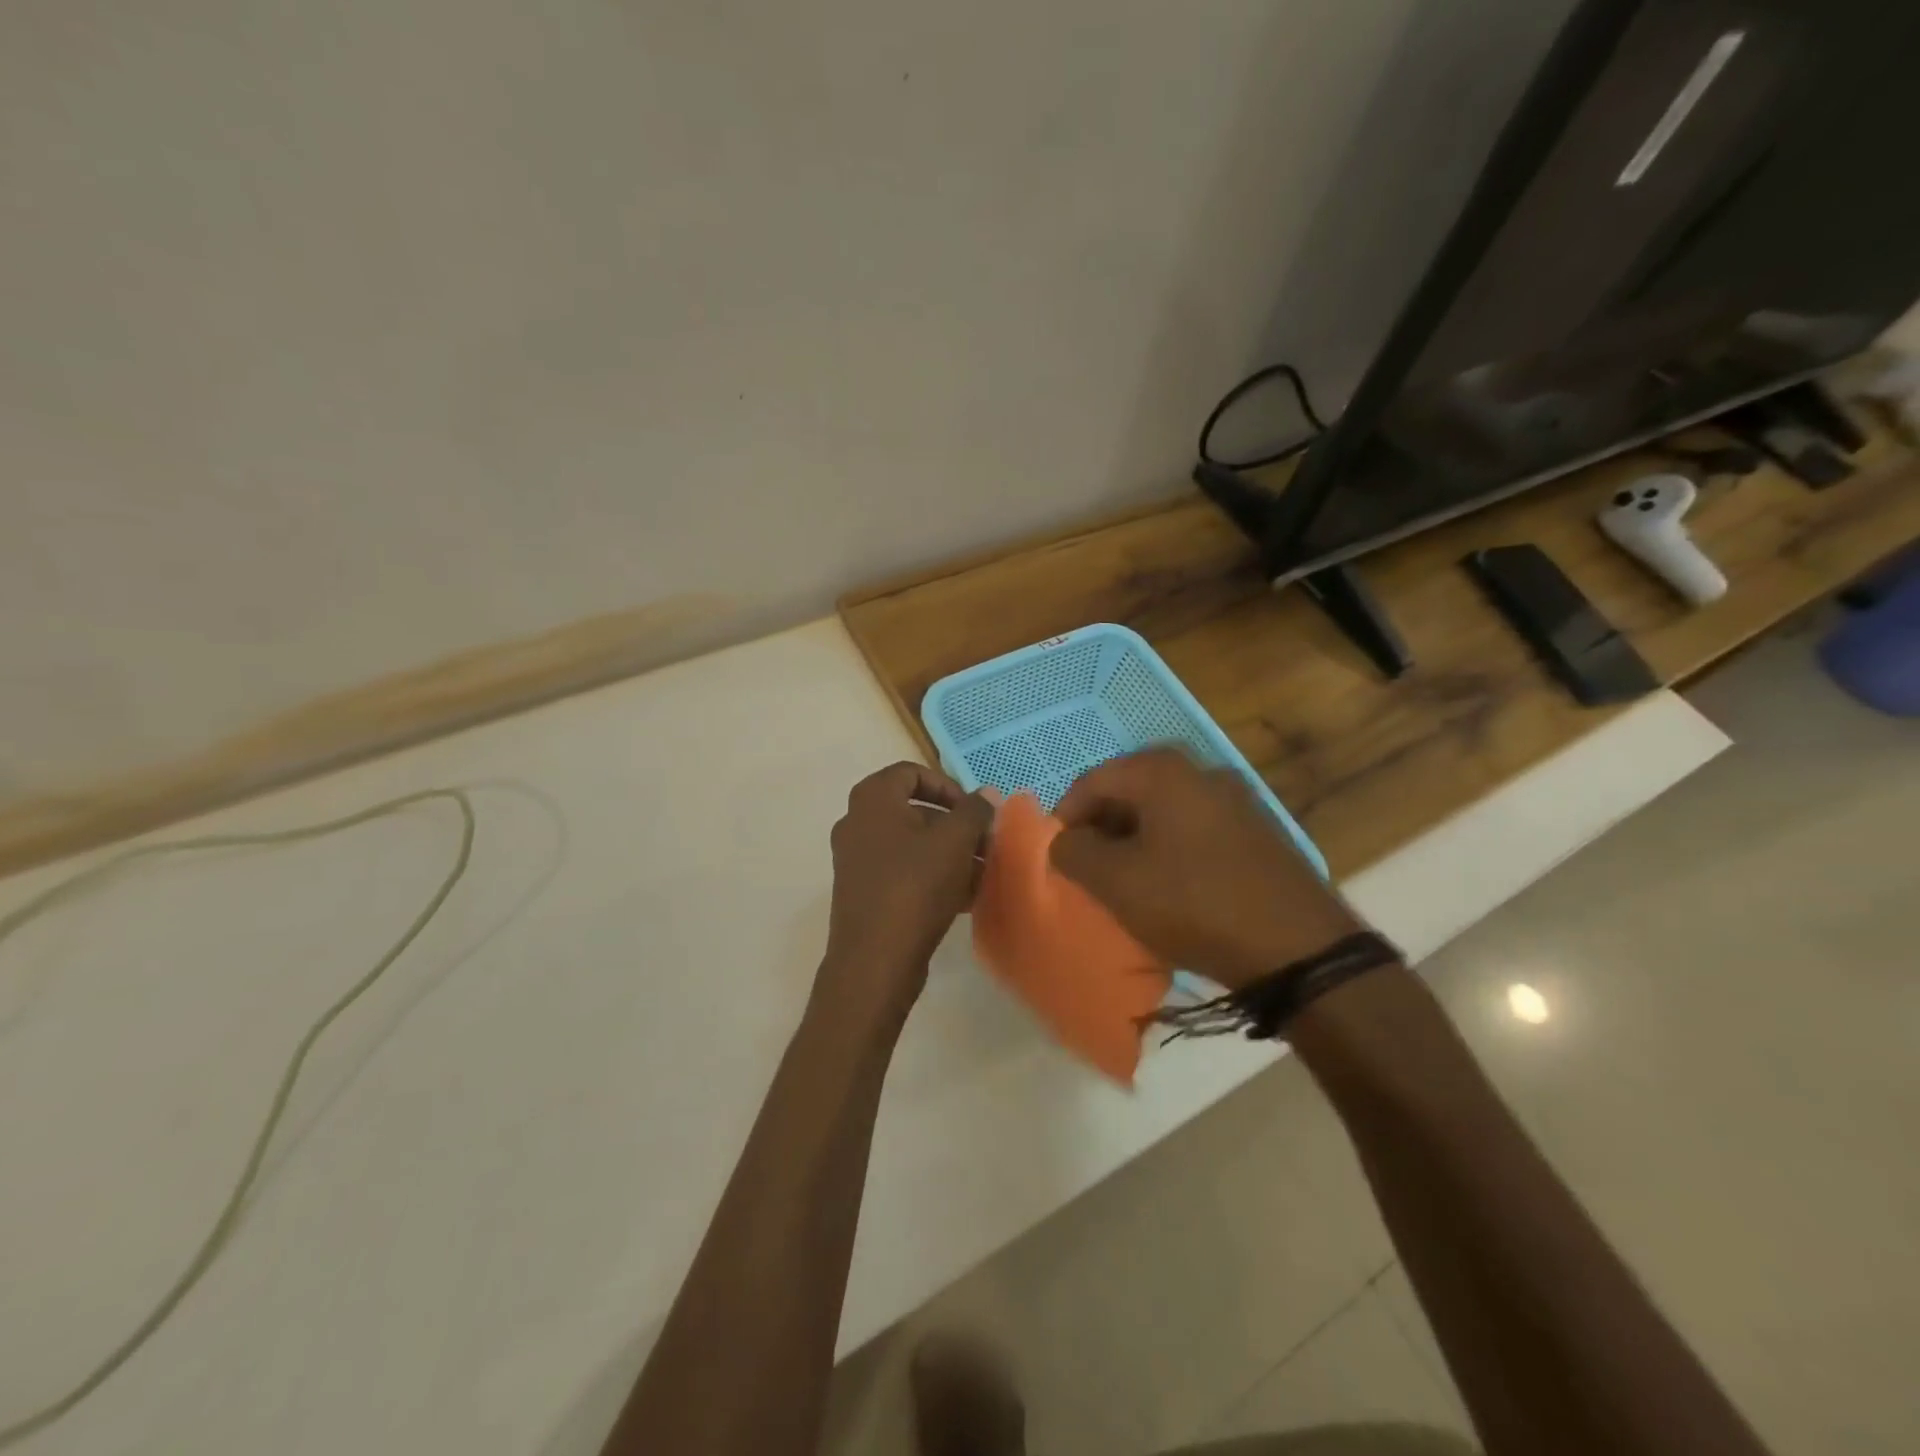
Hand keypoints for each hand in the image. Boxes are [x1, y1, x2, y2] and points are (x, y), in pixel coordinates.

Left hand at [819, 762, 992, 1018]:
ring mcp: (858, 861)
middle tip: (987, 844)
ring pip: (913, 846)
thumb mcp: (955, 842)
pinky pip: (905, 873)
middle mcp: (858, 824)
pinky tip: (968, 897)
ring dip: (951, 854)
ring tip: (985, 873)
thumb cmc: (914, 887)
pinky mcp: (865, 894)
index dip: (948, 786)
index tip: (975, 811)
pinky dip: (935, 877)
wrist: (875, 961)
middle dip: (956, 826)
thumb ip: (974, 811)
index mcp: (872, 801)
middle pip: (915, 811)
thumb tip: (986, 793)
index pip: (911, 773)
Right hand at [1050, 748, 1362, 989]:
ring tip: (1124, 880)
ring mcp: (1236, 799)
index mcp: (1163, 771)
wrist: (1299, 947)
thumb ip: (1074, 853)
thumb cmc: (1194, 903)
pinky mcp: (1257, 830)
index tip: (1058, 855)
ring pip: (1164, 810)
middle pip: (1130, 790)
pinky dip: (1169, 848)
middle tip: (1087, 867)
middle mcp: (1201, 771)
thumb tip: (1063, 840)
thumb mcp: (1116, 882)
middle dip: (1101, 827)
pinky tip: (1169, 885)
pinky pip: (1195, 828)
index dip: (1066, 816)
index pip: (1093, 780)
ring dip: (1135, 838)